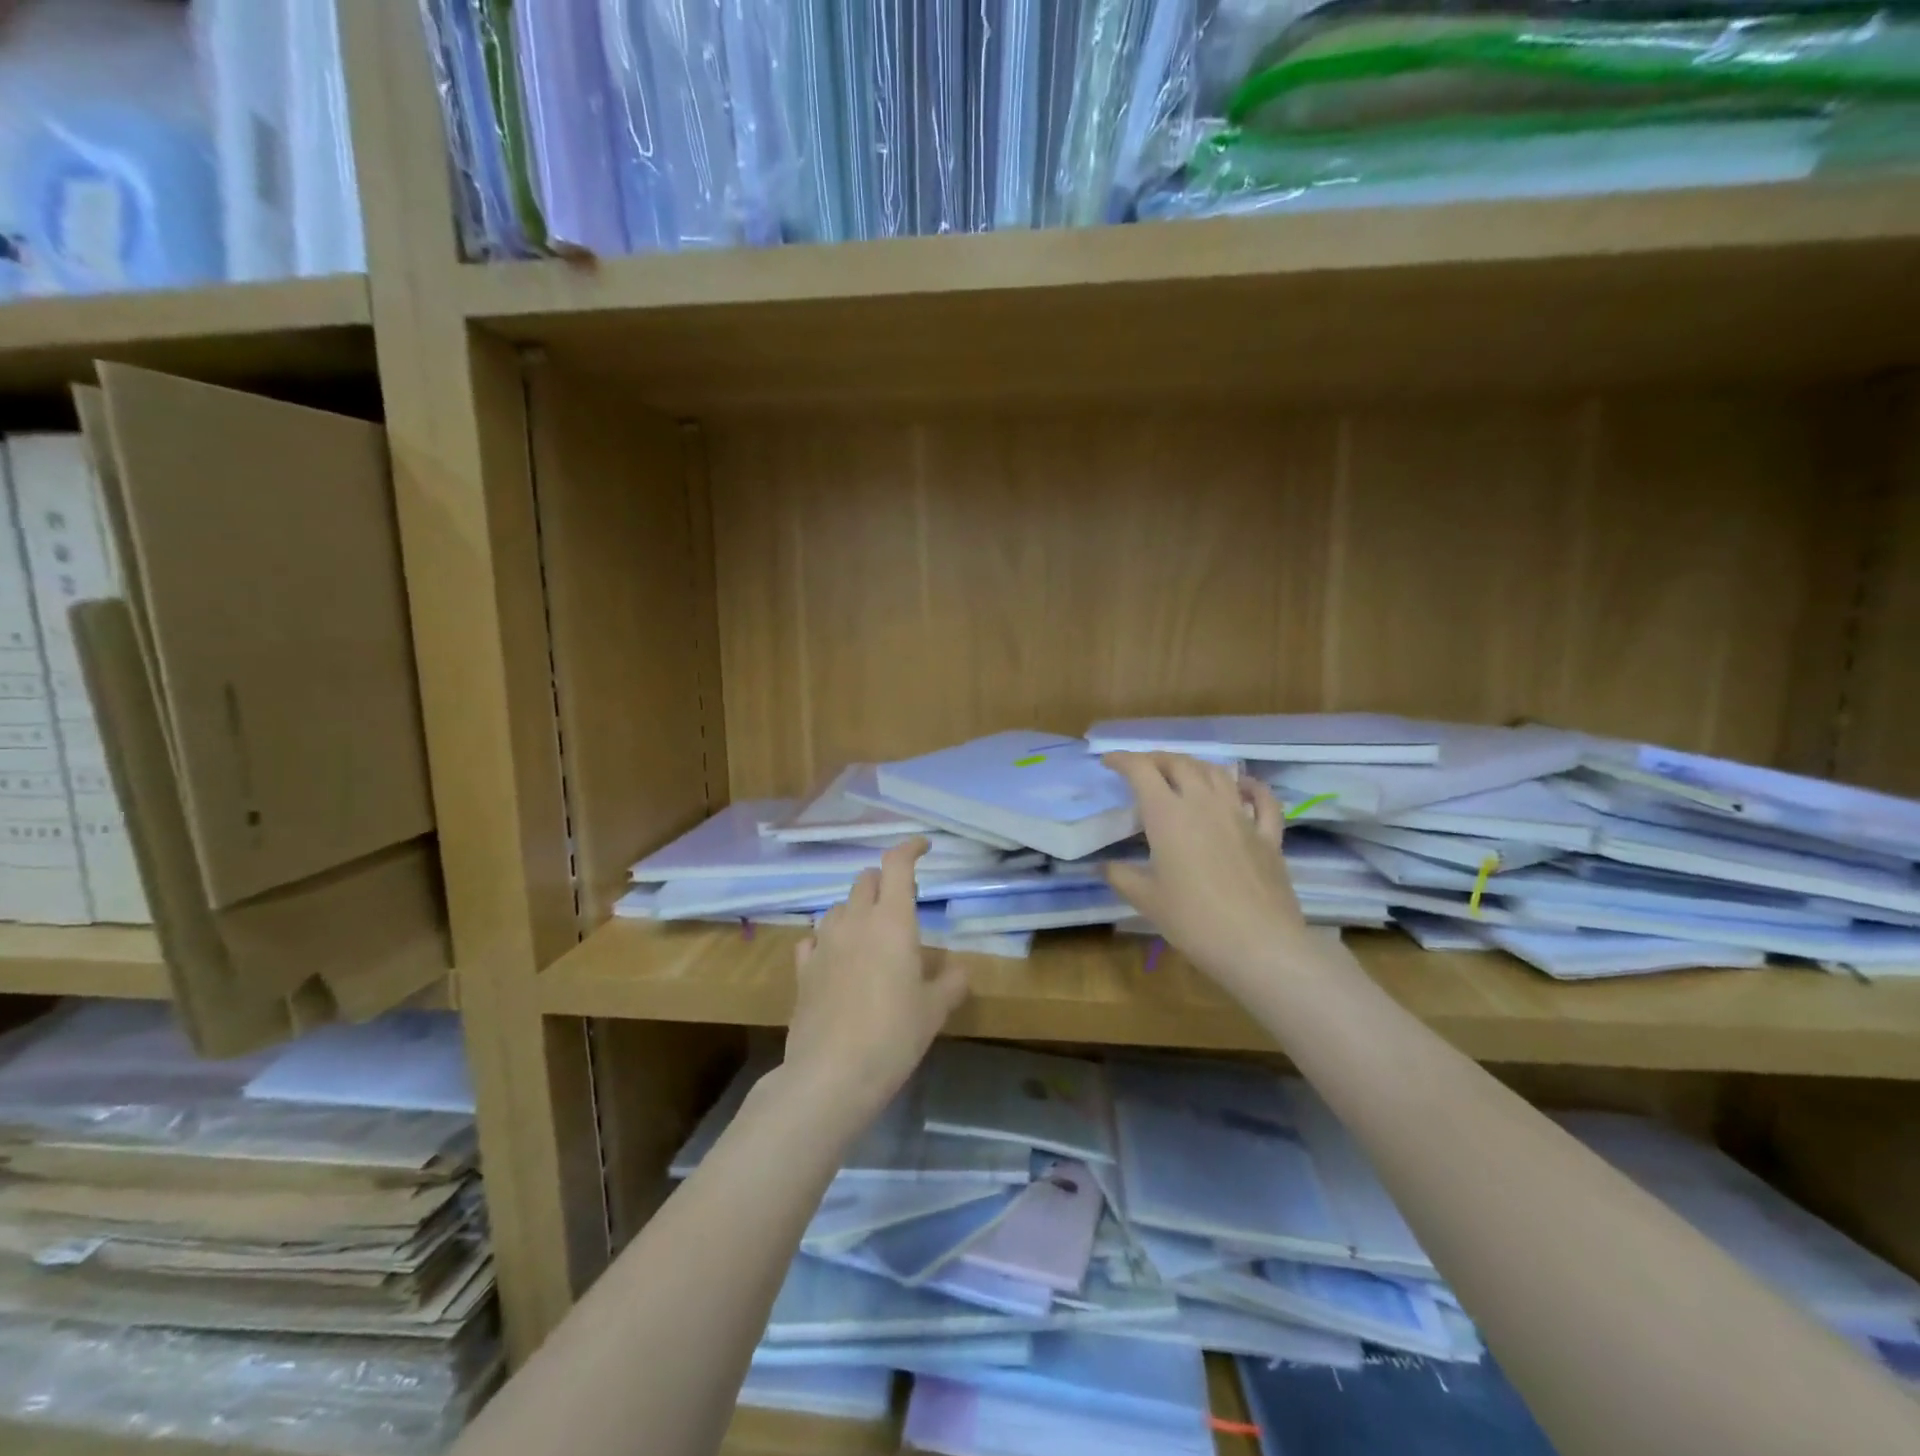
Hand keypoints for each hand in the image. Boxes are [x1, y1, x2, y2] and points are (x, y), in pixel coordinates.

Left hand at [782, 838, 970, 1124]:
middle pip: (865, 880)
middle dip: (885, 881)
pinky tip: (835, 956)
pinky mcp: (803, 969)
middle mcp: (855, 921)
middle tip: (902, 901)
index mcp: (892, 921)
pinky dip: (828, 937)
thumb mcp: (935, 1010)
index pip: (897, 865)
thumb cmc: (894, 1035)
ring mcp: (824, 943)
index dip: (910, 848)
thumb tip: (960, 969)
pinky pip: (814, 938)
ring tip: (871, 932)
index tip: (924, 846)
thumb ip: (952, 982)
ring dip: (856, 908)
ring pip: (838, 906)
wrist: (832, 1074)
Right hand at [1103, 752, 1313, 994]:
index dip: (1123, 760)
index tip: (1108, 762)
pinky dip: (1249, 786)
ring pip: (1216, 773)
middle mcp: (1204, 803)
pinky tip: (1242, 786)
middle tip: (1142, 768)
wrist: (1259, 945)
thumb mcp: (1146, 900)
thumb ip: (1121, 876)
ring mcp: (1240, 816)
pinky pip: (1261, 799)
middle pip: (1179, 763)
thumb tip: (1104, 865)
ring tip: (1181, 773)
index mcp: (1168, 815)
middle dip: (1156, 759)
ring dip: (1194, 766)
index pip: (1141, 771)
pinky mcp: (1268, 835)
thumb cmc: (1193, 921)